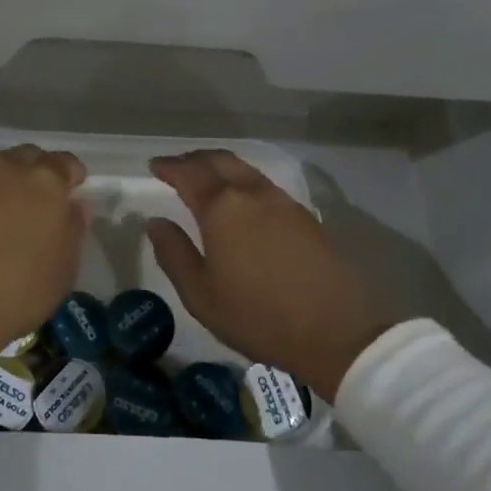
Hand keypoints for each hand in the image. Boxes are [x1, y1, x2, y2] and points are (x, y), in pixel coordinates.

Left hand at [0, 144, 87, 355]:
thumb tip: (72, 206)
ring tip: (10, 212)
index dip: (72, 176)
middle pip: (30, 157)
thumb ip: (72, 229)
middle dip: (38, 172)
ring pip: (0, 168)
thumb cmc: (19, 291)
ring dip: (9, 182)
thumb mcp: (64, 269)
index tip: (72, 192)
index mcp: (47, 181)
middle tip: (41, 201)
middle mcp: (10, 169)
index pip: (66, 162)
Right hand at [147, 151, 392, 399]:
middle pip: (220, 160)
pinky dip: (244, 181)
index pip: (189, 173)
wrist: (336, 331)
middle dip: (195, 159)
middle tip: (179, 166)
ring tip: (208, 178)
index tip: (154, 165)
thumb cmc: (258, 316)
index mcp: (222, 208)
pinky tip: (243, 201)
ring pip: (245, 170)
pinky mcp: (306, 216)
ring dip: (222, 167)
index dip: (169, 167)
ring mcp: (283, 202)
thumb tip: (156, 222)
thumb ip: (174, 253)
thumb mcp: (201, 294)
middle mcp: (252, 194)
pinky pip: (265, 185)